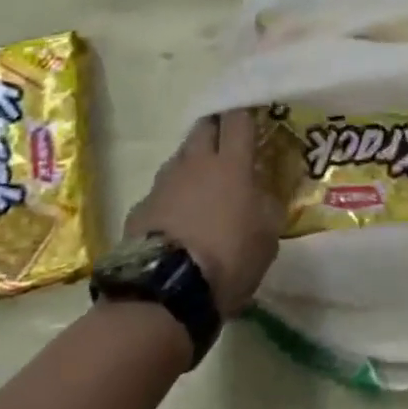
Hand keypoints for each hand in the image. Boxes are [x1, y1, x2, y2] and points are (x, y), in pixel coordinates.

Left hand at [125, 108, 284, 315]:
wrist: (165, 292)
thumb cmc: (227, 259)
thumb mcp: (267, 238)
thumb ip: (267, 208)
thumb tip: (263, 195)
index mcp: (231, 164)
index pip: (238, 119)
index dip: (245, 116)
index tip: (252, 122)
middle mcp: (196, 163)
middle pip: (204, 127)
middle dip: (215, 130)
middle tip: (226, 146)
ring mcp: (163, 182)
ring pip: (180, 157)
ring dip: (192, 164)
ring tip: (201, 188)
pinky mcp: (140, 206)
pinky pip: (159, 191)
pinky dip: (170, 198)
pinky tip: (175, 221)